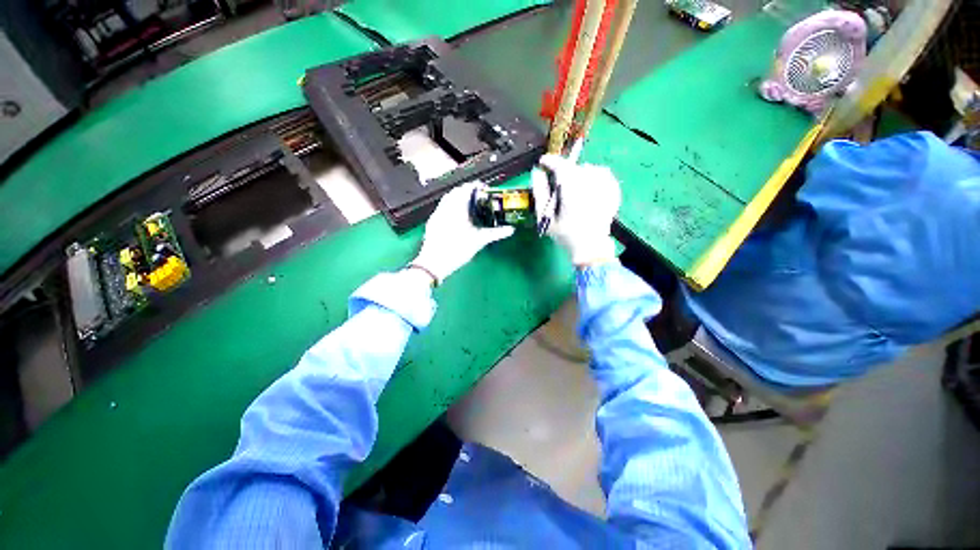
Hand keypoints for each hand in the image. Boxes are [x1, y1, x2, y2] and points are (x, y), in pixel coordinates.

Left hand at [412, 182, 514, 283]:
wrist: (434, 263)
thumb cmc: (458, 250)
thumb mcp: (479, 241)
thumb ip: (495, 233)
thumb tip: (511, 230)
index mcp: (457, 207)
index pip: (466, 188)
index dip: (476, 186)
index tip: (485, 190)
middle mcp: (445, 207)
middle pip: (456, 191)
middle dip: (467, 191)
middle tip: (479, 198)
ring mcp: (437, 213)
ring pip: (448, 199)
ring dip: (458, 198)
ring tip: (469, 206)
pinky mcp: (432, 221)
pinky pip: (442, 207)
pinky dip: (451, 207)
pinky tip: (457, 218)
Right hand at [533, 154, 620, 265]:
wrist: (590, 247)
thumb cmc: (565, 234)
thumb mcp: (545, 216)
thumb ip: (540, 192)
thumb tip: (537, 173)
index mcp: (571, 187)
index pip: (560, 165)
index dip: (550, 161)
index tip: (543, 163)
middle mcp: (589, 182)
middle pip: (574, 167)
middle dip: (563, 172)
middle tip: (557, 184)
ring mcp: (604, 185)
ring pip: (589, 169)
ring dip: (578, 174)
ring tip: (573, 189)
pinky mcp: (613, 190)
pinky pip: (602, 174)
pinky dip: (593, 177)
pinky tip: (588, 189)